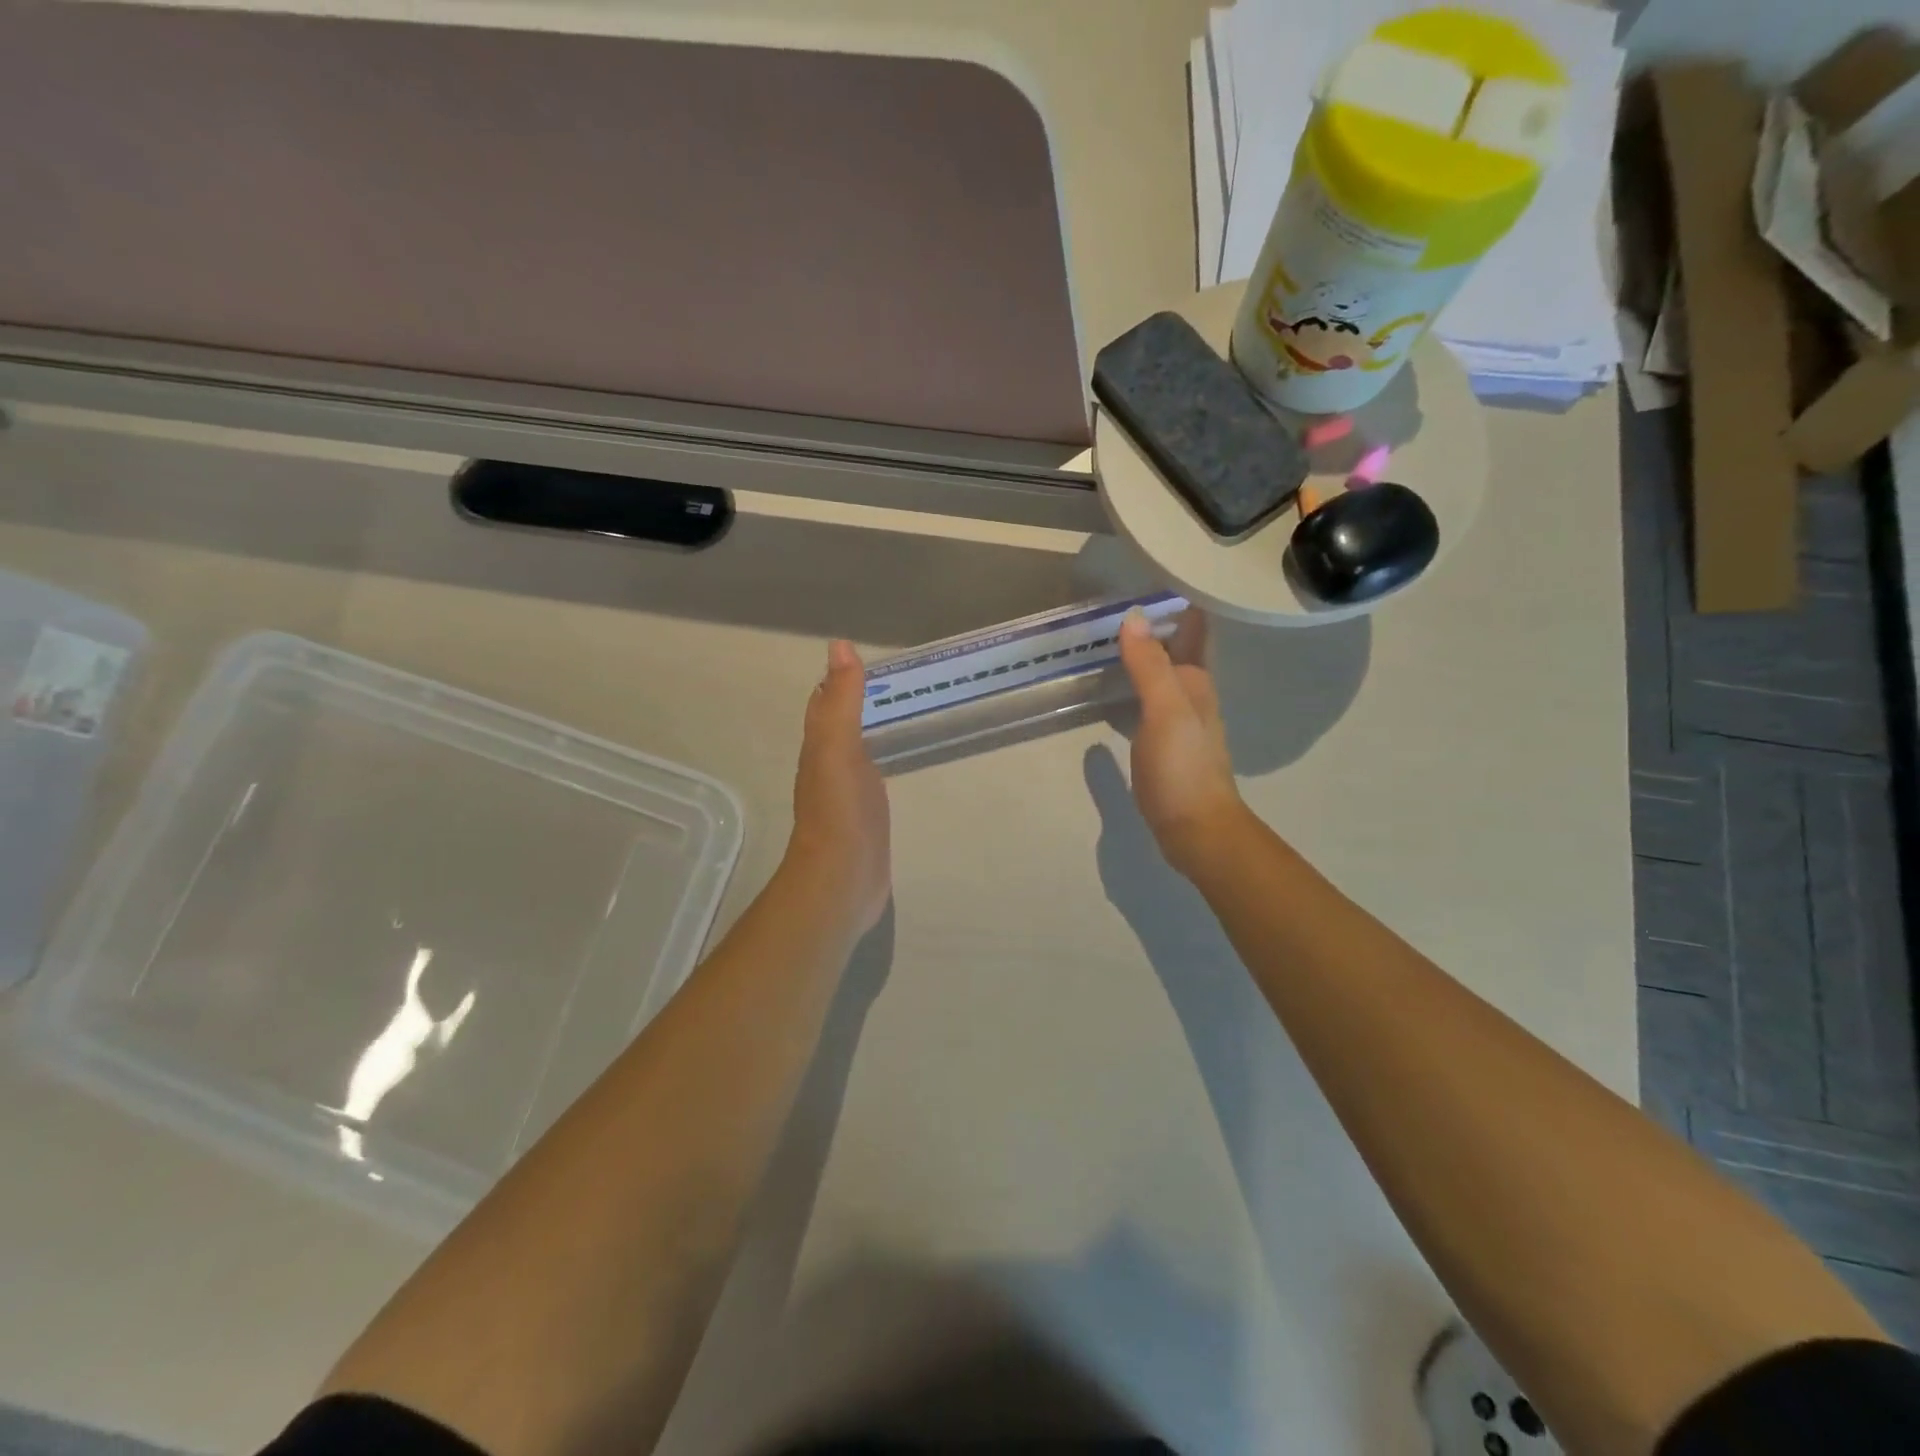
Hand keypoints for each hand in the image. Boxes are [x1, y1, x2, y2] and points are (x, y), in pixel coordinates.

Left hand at [788, 639, 891, 935]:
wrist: (842, 879)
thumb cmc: (839, 812)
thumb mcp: (838, 748)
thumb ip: (841, 700)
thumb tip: (839, 646)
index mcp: (820, 747)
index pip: (825, 704)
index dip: (839, 681)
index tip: (867, 659)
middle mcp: (829, 767)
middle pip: (840, 726)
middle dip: (859, 703)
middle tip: (897, 683)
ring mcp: (847, 794)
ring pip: (857, 751)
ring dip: (871, 731)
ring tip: (904, 713)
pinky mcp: (866, 817)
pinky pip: (873, 778)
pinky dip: (882, 761)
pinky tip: (898, 760)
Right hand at [1117, 609, 1245, 877]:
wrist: (1196, 829)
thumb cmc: (1182, 768)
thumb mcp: (1166, 711)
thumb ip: (1149, 665)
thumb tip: (1134, 616)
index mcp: (1196, 682)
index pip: (1193, 629)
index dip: (1176, 603)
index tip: (1148, 577)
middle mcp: (1192, 695)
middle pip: (1175, 649)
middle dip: (1154, 625)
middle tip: (1115, 600)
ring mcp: (1179, 722)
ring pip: (1161, 675)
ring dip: (1142, 654)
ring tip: (1108, 635)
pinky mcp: (1164, 745)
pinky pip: (1148, 701)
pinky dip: (1133, 685)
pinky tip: (1114, 687)